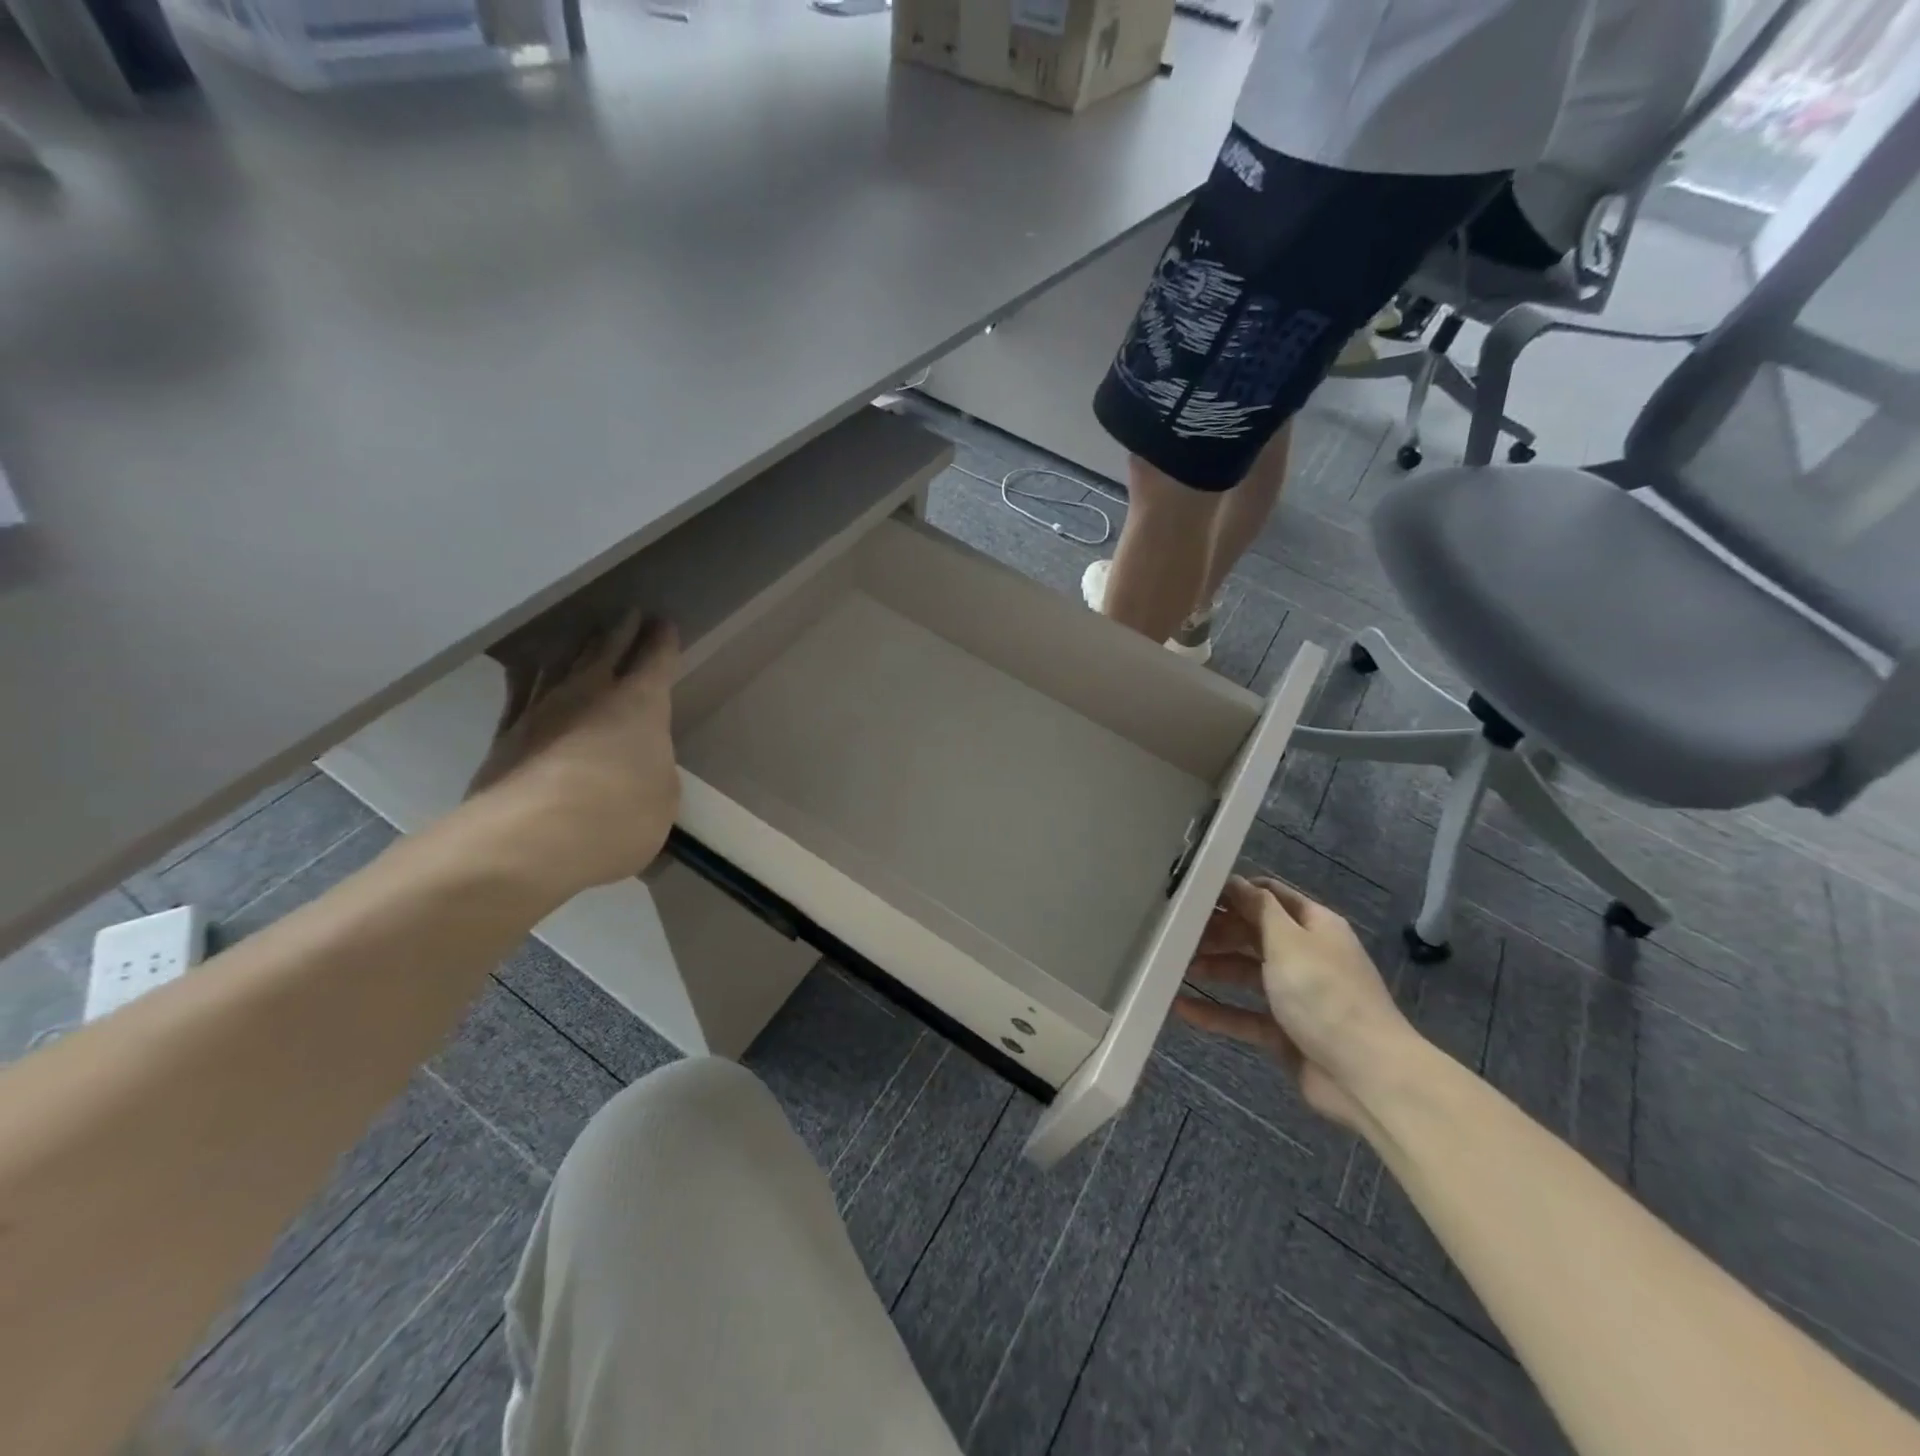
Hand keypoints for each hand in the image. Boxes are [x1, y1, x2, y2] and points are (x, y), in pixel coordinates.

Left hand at [462, 612, 680, 901]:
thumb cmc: (620, 815)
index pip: (656, 662)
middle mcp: (590, 694)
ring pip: (562, 664)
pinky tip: (528, 670)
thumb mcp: (662, 797)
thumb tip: (640, 764)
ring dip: (577, 648)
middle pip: (606, 651)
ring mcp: (542, 709)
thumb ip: (654, 770)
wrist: (532, 837)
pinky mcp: (505, 734)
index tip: (665, 624)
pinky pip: (520, 692)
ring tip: (584, 636)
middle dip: (621, 631)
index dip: (663, 643)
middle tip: (629, 613)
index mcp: (641, 705)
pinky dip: (528, 677)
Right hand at [1175, 876, 1413, 1130]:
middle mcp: (1305, 956)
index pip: (1269, 896)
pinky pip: (1243, 1016)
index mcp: (1314, 926)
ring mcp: (1295, 996)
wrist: (1367, 1076)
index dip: (1234, 892)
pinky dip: (1215, 1013)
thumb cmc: (1325, 995)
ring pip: (1245, 974)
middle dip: (1216, 932)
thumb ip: (1259, 909)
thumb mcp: (1289, 941)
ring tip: (1171, 966)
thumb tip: (1235, 881)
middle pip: (1253, 934)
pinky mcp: (1284, 1032)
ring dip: (1212, 969)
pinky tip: (1180, 1008)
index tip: (1193, 893)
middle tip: (1175, 933)